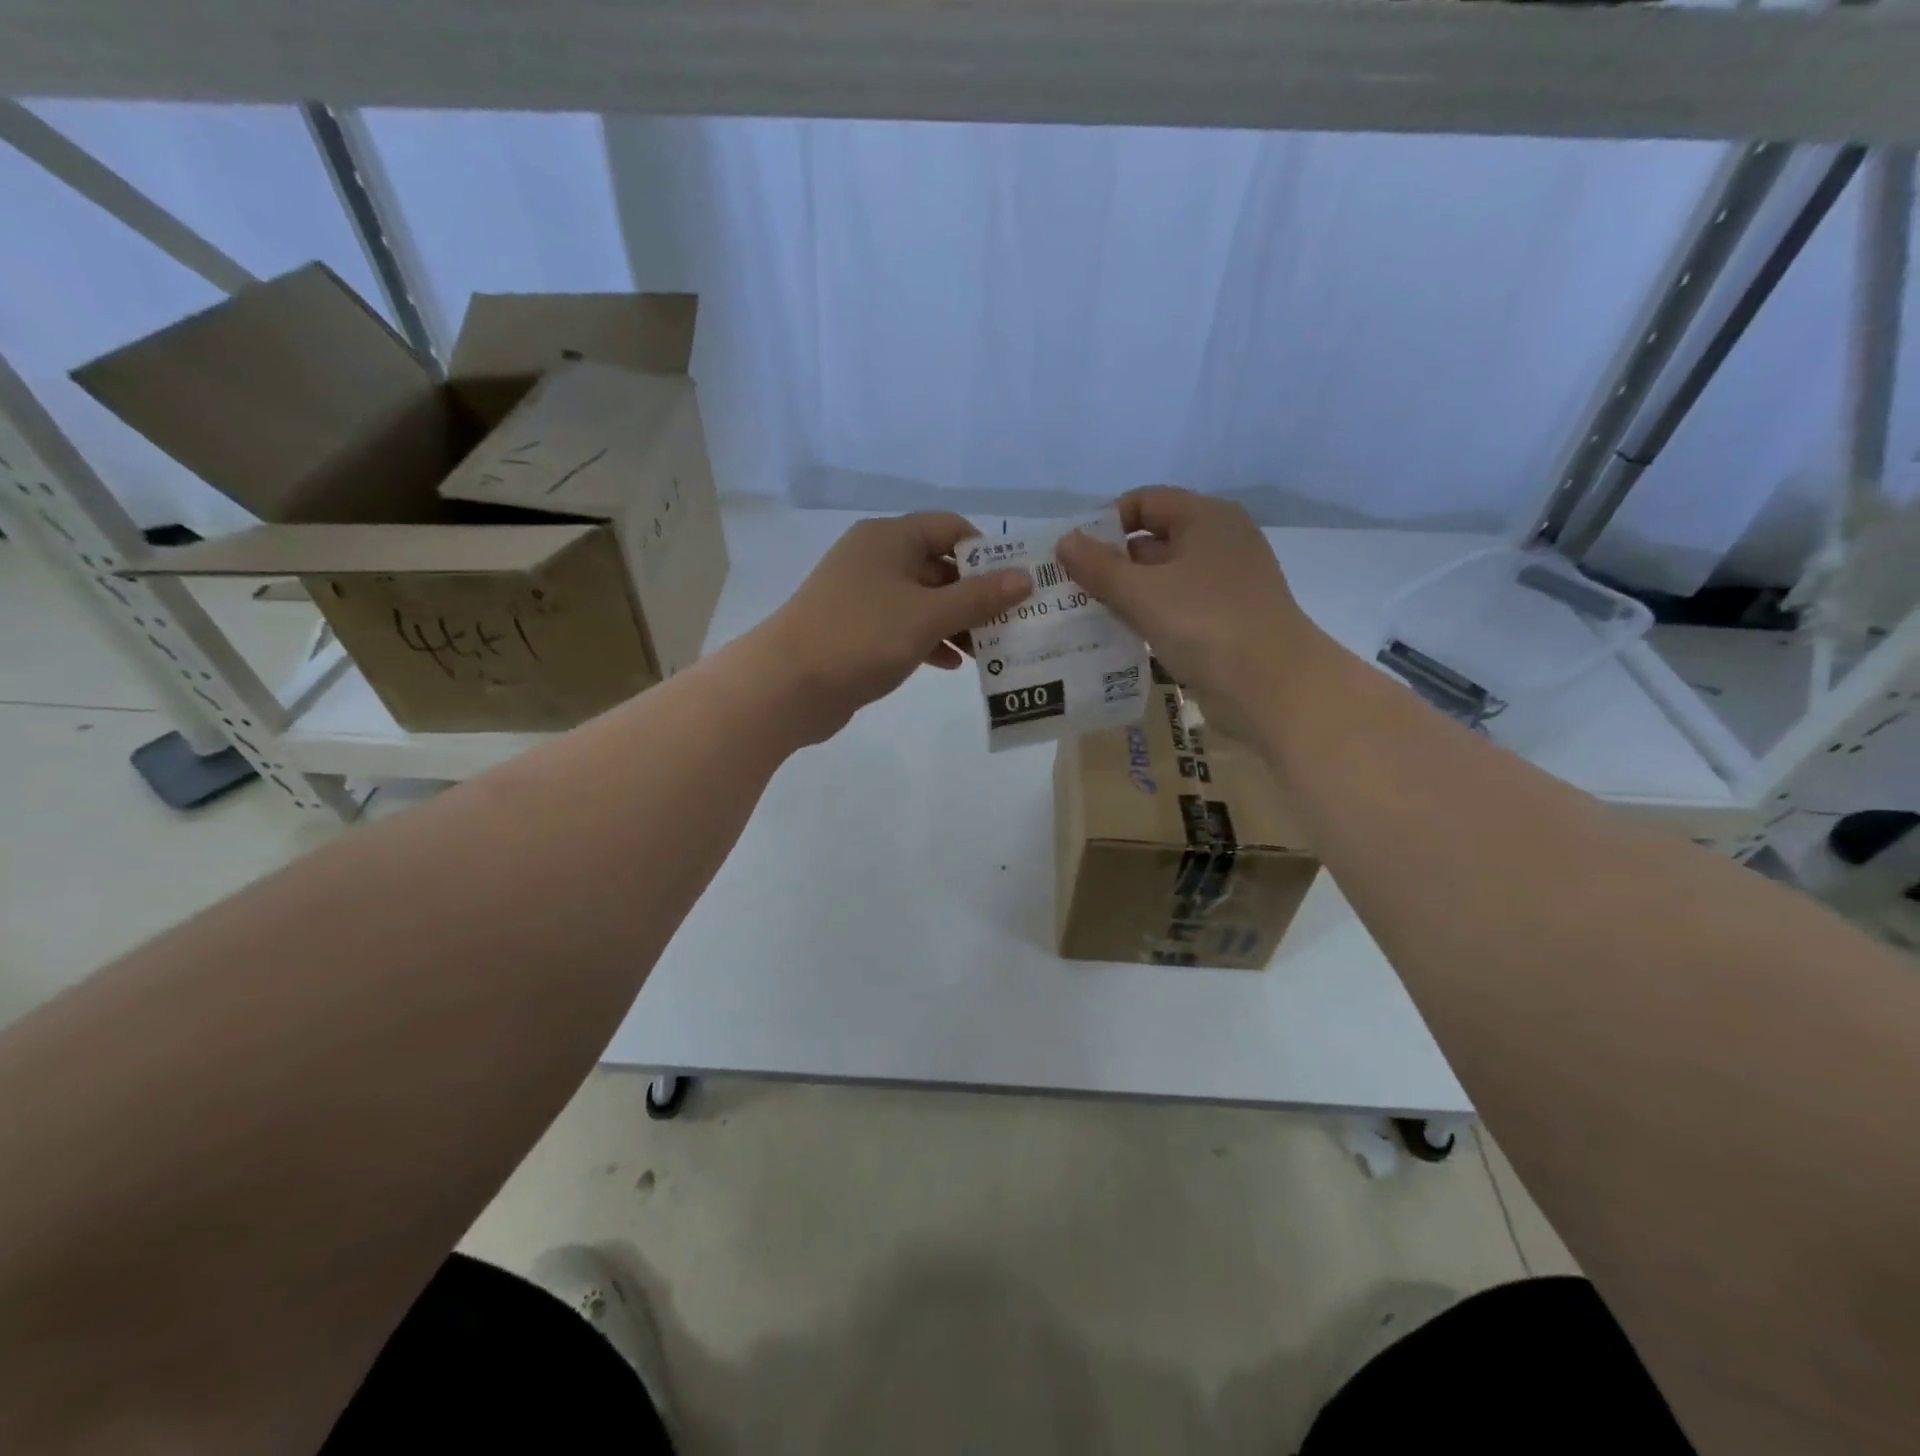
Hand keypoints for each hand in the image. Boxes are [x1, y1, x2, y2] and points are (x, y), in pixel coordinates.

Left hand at [750, 513, 1032, 743]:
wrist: (786, 685)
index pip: (950, 528)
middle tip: (1010, 624)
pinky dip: (929, 640)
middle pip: (939, 565)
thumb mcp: (928, 615)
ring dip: (955, 622)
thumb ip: (979, 597)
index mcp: (890, 538)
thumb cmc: (862, 637)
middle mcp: (875, 558)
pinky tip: (950, 664)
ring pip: (922, 600)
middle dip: (975, 595)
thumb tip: (1025, 578)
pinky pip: (903, 626)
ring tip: (987, 650)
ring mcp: (862, 595)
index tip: (1014, 584)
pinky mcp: (855, 629)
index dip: (987, 552)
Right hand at [1056, 486, 1333, 736]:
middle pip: (1153, 540)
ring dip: (1126, 594)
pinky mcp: (1224, 621)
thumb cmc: (1206, 625)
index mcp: (1206, 519)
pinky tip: (1118, 637)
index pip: (1146, 501)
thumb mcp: (1142, 592)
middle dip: (1111, 562)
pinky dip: (1148, 617)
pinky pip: (1176, 609)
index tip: (1074, 554)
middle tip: (1070, 589)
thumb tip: (1064, 541)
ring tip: (1085, 615)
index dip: (1106, 522)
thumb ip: (1098, 566)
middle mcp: (1219, 543)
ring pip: (1162, 579)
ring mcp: (1225, 584)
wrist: (1272, 687)